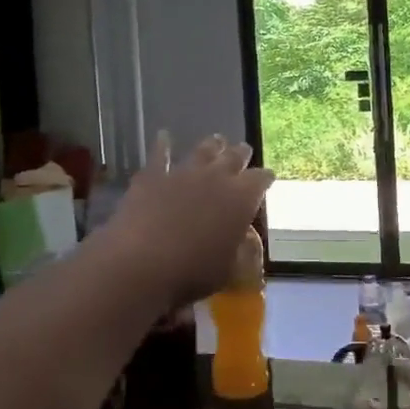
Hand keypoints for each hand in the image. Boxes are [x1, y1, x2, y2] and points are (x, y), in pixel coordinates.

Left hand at [100, 133, 273, 305]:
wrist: (142, 263)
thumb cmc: (193, 272)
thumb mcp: (230, 269)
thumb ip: (241, 250)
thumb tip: (245, 240)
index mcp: (242, 198)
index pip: (261, 179)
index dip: (265, 178)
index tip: (267, 179)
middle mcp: (217, 177)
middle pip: (234, 157)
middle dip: (241, 154)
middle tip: (243, 152)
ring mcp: (184, 173)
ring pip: (204, 150)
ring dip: (212, 145)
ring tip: (217, 140)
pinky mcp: (153, 176)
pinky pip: (160, 155)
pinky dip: (163, 145)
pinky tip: (163, 136)